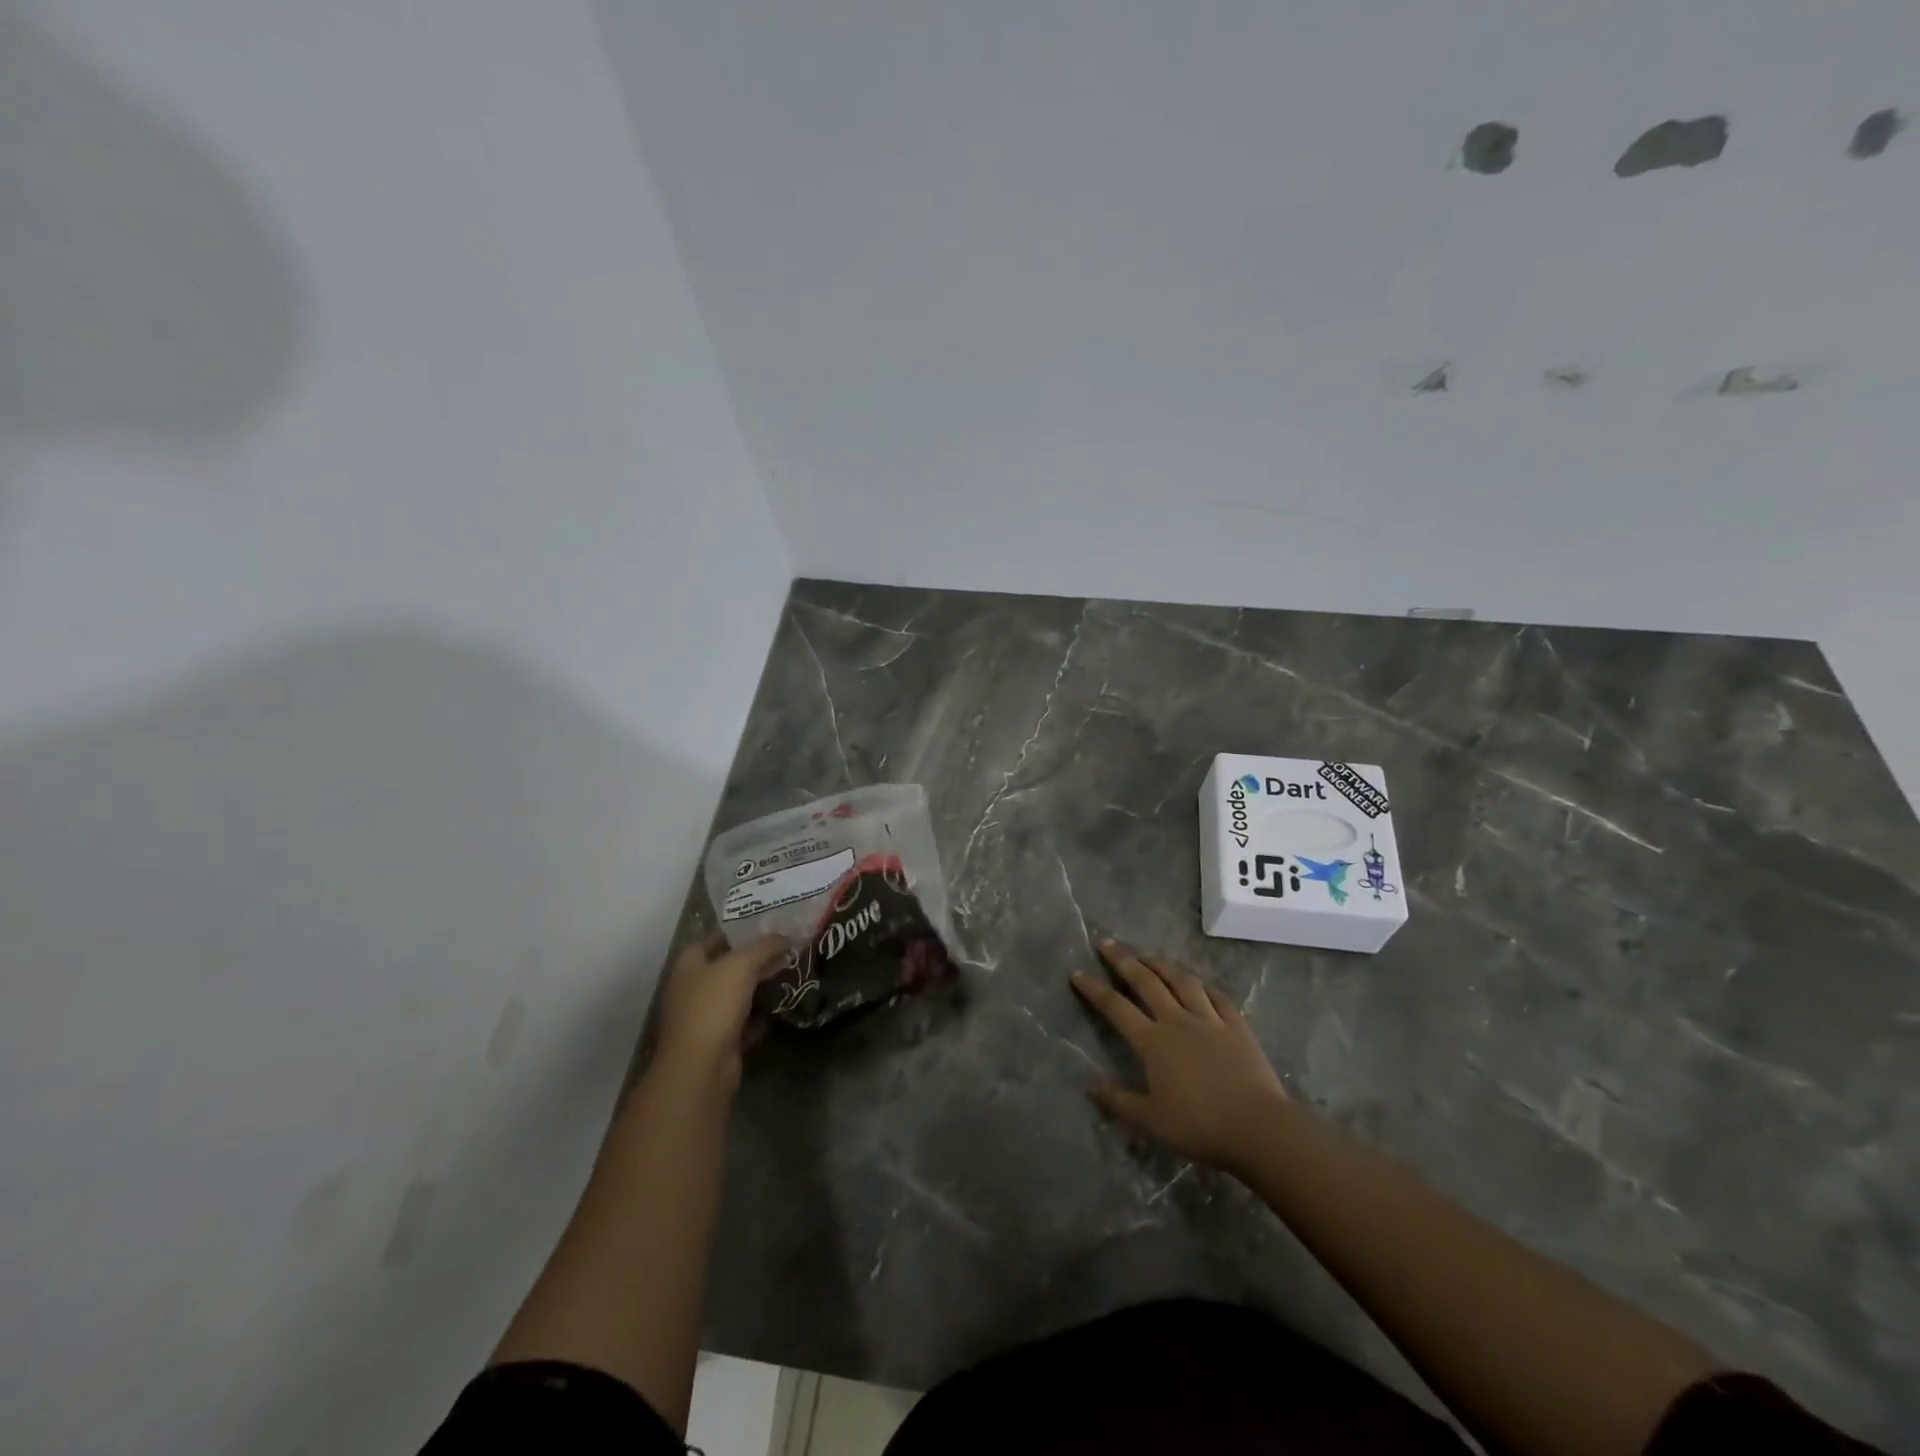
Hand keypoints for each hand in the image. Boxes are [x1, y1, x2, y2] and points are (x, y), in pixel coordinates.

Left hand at [654, 933, 789, 1090]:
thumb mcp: (742, 965)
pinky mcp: (718, 1043)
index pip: (712, 939)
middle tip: (783, 949)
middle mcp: (691, 990)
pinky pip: (742, 1023)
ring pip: (735, 996)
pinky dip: (758, 1018)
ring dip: (757, 989)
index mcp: (688, 965)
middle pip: (725, 968)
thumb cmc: (714, 1005)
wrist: (702, 1067)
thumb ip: (764, 947)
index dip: (737, 931)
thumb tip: (785, 936)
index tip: (766, 926)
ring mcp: (703, 1018)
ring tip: (787, 974)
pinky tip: (779, 1008)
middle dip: (753, 960)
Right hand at [1071, 939, 1288, 1171]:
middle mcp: (1177, 1020)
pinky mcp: (1237, 1026)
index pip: (1116, 1007)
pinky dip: (1204, 986)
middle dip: (1123, 960)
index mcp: (1153, 1042)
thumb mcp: (1151, 1120)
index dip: (1094, 989)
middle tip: (1107, 943)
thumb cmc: (1199, 1126)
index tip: (1077, 973)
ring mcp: (1209, 1020)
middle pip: (1146, 982)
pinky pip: (1217, 997)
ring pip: (1182, 981)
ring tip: (1148, 954)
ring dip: (1162, 964)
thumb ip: (1119, 1101)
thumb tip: (1090, 1086)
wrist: (1257, 1127)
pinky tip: (1198, 981)